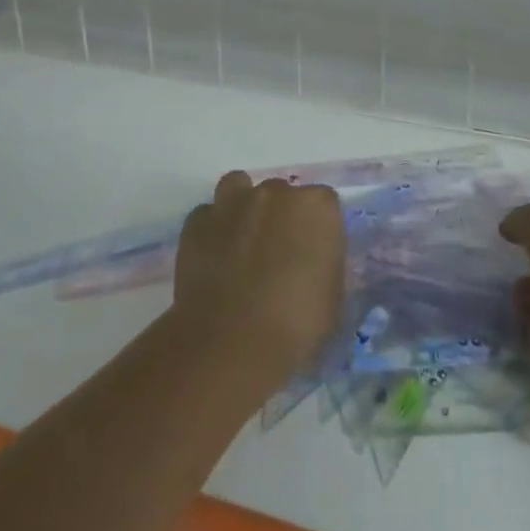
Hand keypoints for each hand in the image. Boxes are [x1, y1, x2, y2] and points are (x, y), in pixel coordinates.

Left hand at [173, 171, 346, 392]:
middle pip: (281, 193)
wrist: (232, 342)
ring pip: (238, 188)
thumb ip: (324, 264)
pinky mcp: (197, 222)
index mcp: (316, 206)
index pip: (323, 203)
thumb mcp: (332, 296)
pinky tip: (212, 258)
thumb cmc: (296, 324)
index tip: (312, 254)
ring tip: (241, 242)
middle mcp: (276, 192)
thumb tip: (312, 263)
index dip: (317, 228)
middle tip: (275, 254)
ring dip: (241, 207)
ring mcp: (233, 203)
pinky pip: (206, 216)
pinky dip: (210, 231)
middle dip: (279, 216)